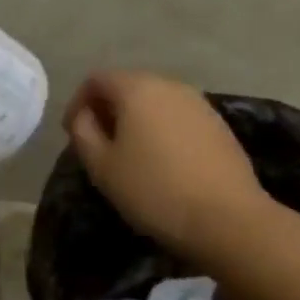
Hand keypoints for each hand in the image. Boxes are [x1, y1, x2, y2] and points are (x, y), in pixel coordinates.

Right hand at [63, 71, 273, 262]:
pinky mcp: (219, 125)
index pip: (96, 80)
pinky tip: (161, 162)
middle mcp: (170, 85)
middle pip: (128, 86)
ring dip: (136, 120)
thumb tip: (84, 115)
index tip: (72, 134)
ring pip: (155, 102)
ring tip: (128, 155)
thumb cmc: (153, 190)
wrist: (227, 219)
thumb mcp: (101, 166)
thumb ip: (83, 132)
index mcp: (137, 89)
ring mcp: (199, 103)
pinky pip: (178, 117)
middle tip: (97, 144)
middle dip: (107, 110)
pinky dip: (161, 130)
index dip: (78, 103)